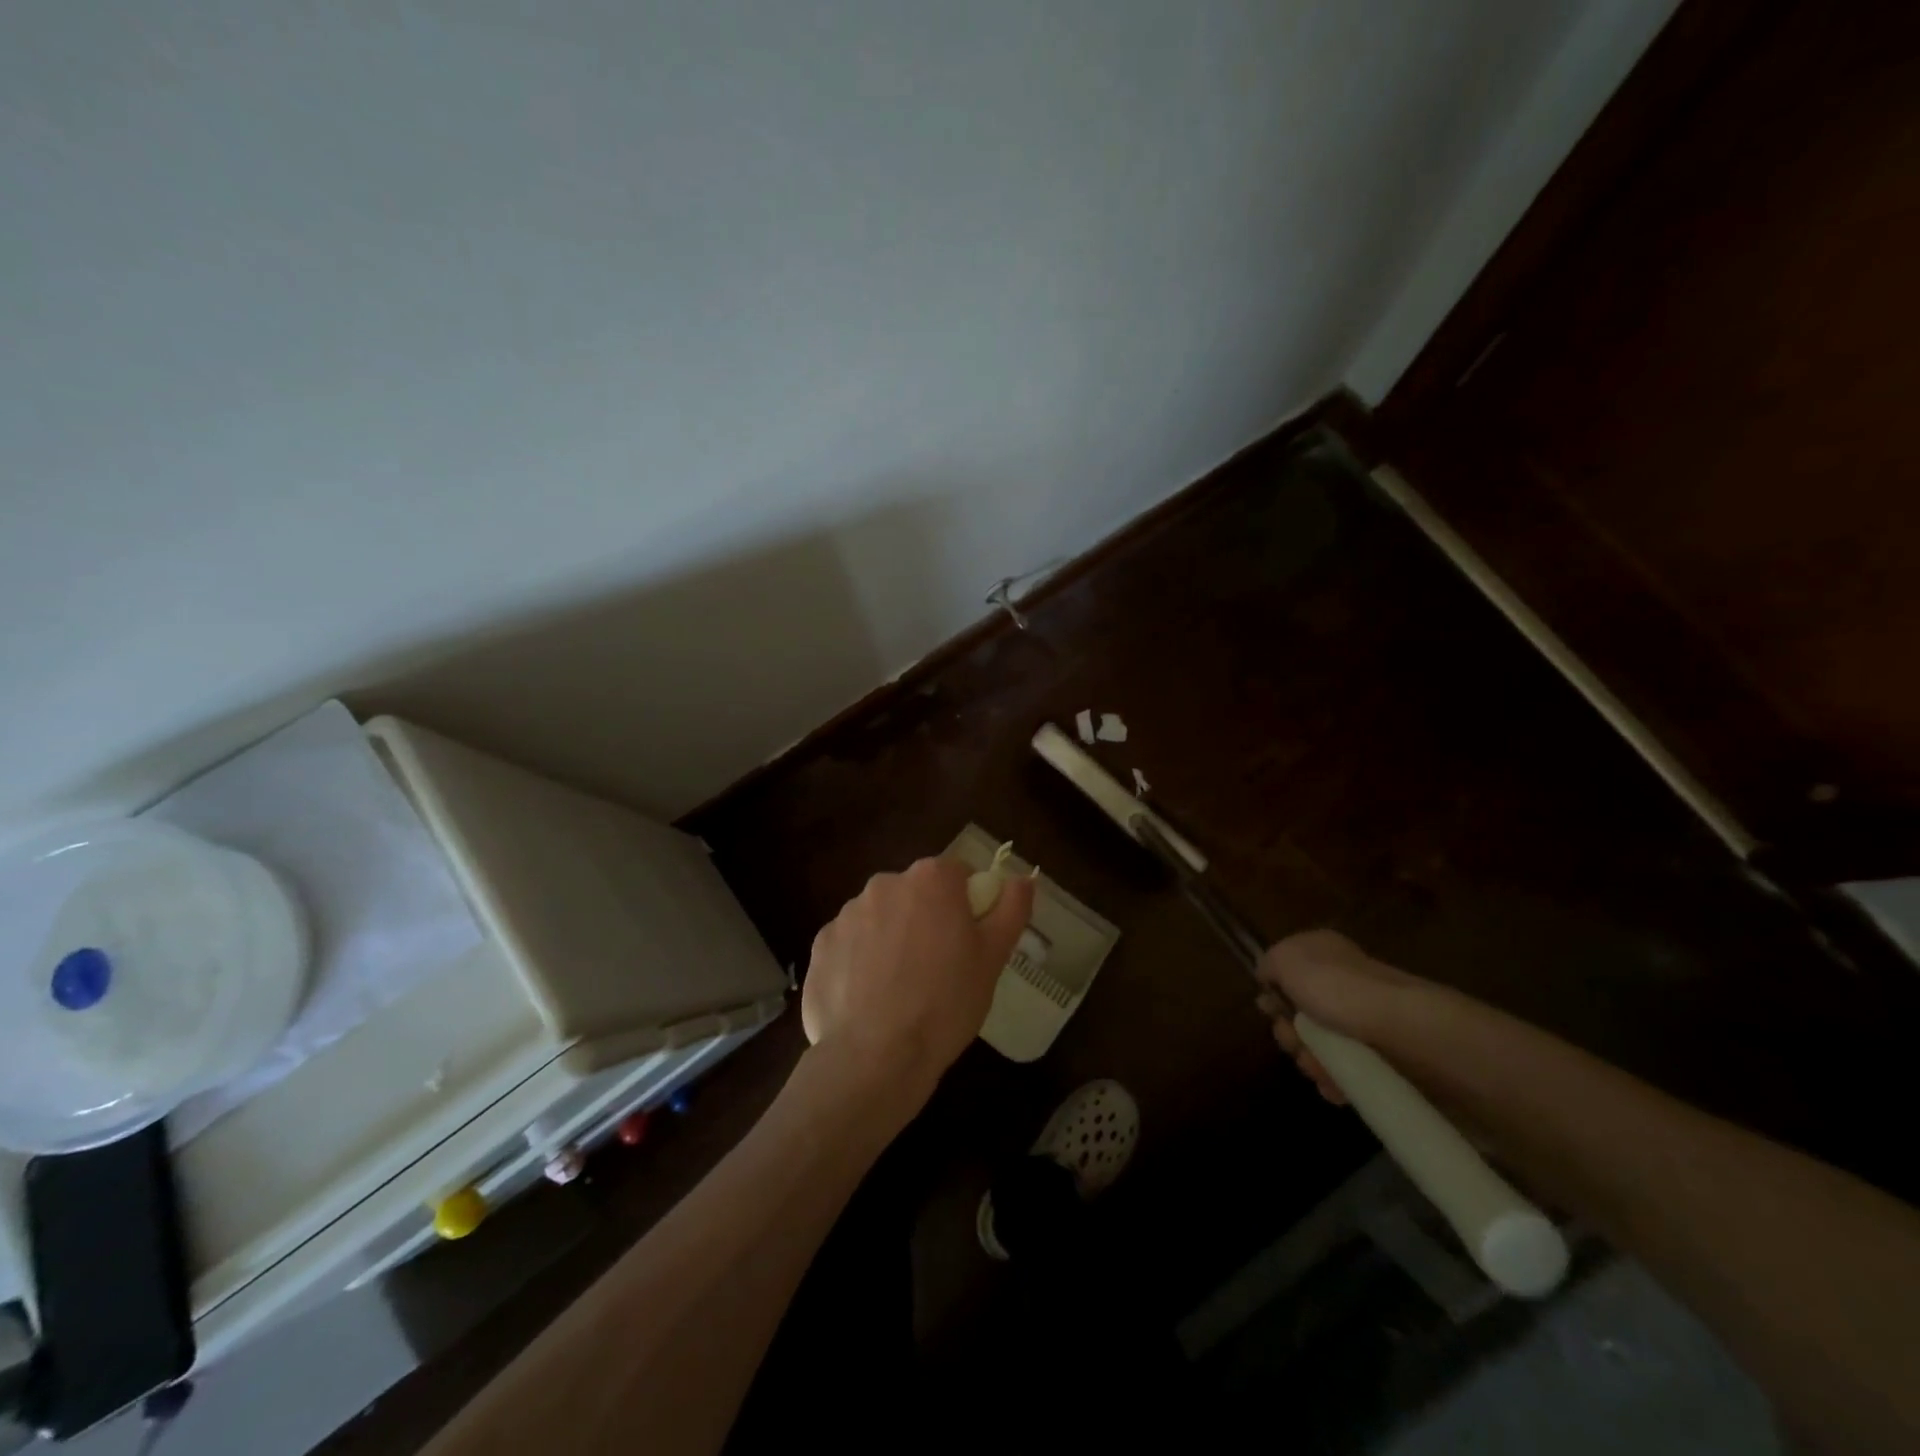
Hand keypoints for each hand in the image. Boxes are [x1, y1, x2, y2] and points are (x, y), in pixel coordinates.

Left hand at [802, 857, 1034, 1104]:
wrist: (875, 1057)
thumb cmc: (946, 1003)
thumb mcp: (993, 958)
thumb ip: (1011, 909)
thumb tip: (1023, 878)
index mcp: (930, 880)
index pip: (956, 874)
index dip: (966, 904)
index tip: (968, 940)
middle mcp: (884, 884)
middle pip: (914, 893)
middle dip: (926, 918)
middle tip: (938, 968)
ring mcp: (847, 913)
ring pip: (880, 917)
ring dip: (891, 938)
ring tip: (900, 989)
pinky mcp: (820, 945)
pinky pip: (849, 944)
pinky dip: (859, 962)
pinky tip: (869, 999)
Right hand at [1255, 929, 1422, 1104]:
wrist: (1403, 1030)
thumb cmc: (1337, 987)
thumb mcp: (1286, 959)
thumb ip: (1269, 963)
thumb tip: (1266, 976)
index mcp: (1324, 955)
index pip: (1288, 975)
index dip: (1274, 994)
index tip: (1270, 1010)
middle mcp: (1344, 984)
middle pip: (1301, 1014)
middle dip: (1289, 1034)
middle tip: (1295, 1041)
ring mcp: (1365, 1022)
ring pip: (1321, 1047)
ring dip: (1310, 1060)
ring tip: (1319, 1068)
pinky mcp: (1383, 1057)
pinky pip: (1347, 1072)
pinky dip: (1335, 1080)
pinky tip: (1334, 1085)